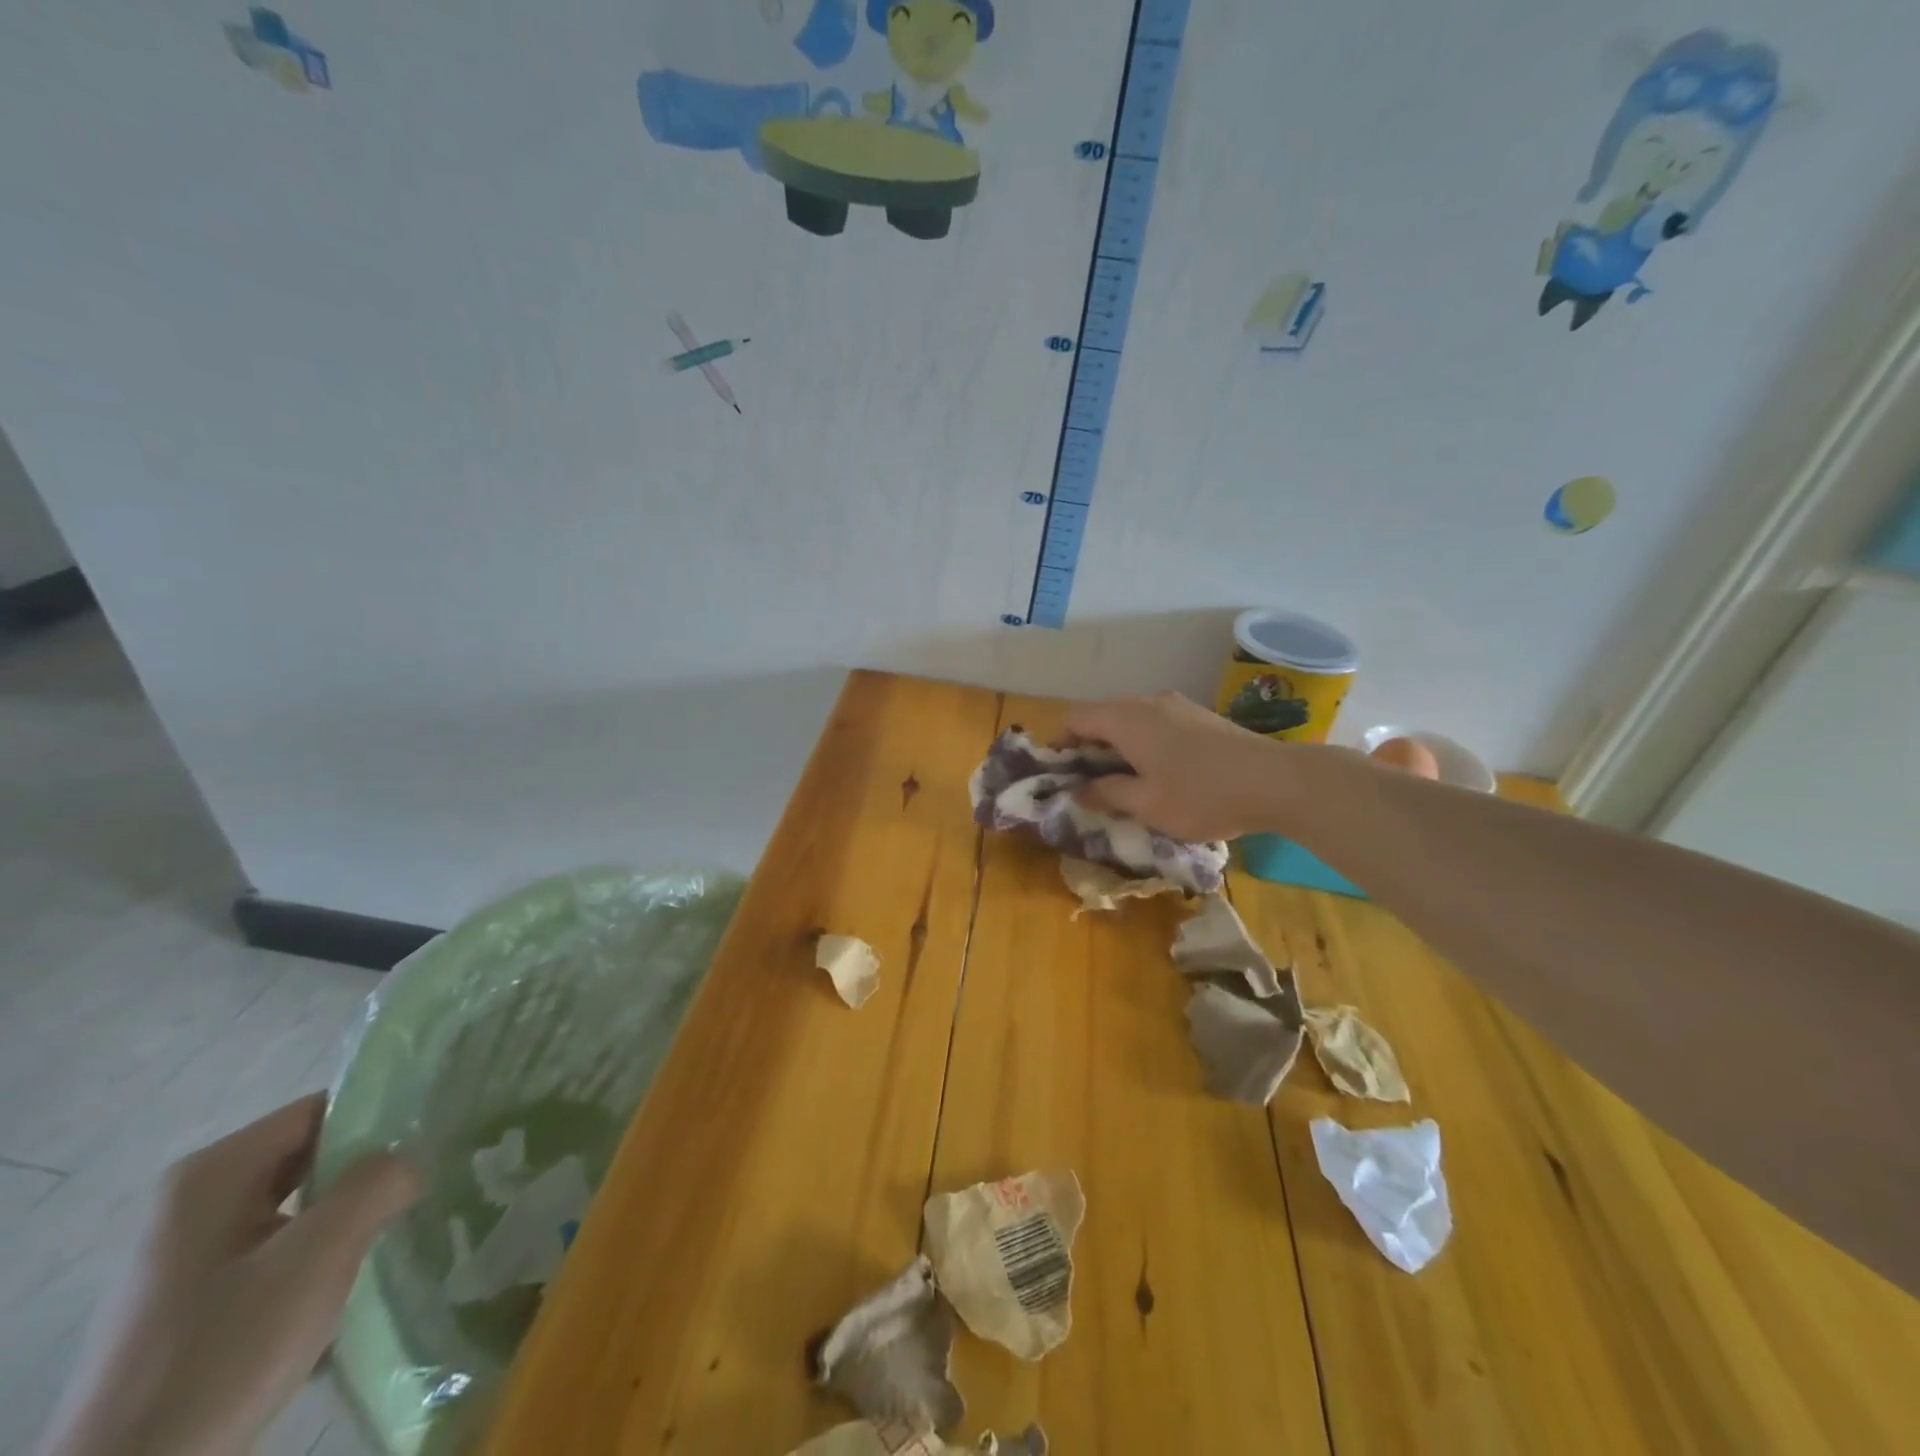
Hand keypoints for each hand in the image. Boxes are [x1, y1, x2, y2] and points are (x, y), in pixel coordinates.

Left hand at [39, 1095, 420, 1455]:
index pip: (323, 1109)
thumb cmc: (224, 1350)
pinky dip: (319, 1260)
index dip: (383, 1118)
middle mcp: (194, 1200)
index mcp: (213, 1172)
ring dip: (349, 1220)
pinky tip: (350, 1288)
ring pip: (301, 1207)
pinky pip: (279, 1251)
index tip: (435, 1140)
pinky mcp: (195, 1301)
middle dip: (370, 1173)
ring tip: (400, 1234)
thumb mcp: (319, 1255)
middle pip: (313, 1157)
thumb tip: (412, 1160)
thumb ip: (379, 1183)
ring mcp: (189, 1254)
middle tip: (427, 1186)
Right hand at [1059, 691, 1293, 841]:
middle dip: (1087, 746)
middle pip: (1102, 716)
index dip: (1059, 742)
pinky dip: (1142, 742)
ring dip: (1116, 745)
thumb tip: (1079, 791)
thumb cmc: (1201, 794)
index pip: (1076, 718)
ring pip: (1131, 719)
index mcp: (1126, 719)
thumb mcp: (1146, 804)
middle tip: (1084, 782)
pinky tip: (1156, 771)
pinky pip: (1155, 723)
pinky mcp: (1200, 716)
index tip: (1056, 772)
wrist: (1276, 781)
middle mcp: (1147, 702)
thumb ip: (1106, 794)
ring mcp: (1177, 705)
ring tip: (1119, 780)